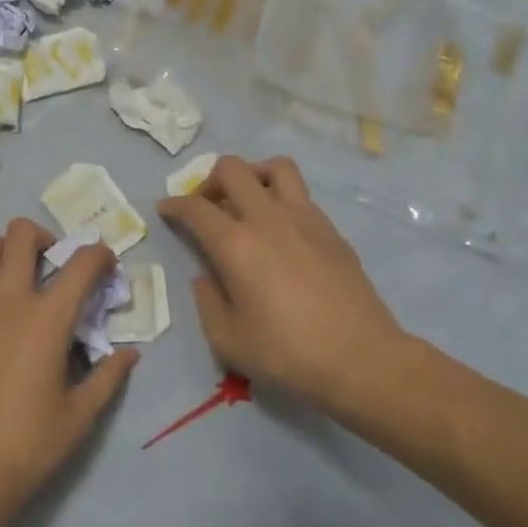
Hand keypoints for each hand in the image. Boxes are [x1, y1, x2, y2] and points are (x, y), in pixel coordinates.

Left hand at [0, 219, 138, 523]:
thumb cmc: (26, 446)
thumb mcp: (79, 417)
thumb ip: (108, 377)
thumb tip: (129, 354)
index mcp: (47, 318)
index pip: (82, 263)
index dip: (100, 255)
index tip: (105, 265)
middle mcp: (7, 299)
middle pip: (21, 233)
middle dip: (43, 238)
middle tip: (51, 265)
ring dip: (4, 254)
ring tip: (14, 282)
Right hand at [159, 156, 430, 409]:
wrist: (362, 359)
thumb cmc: (288, 354)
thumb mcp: (228, 340)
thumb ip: (207, 301)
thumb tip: (205, 276)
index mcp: (236, 244)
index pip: (195, 207)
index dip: (174, 204)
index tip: (165, 209)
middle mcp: (268, 218)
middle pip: (233, 169)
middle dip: (210, 180)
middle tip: (206, 207)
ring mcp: (304, 217)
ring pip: (274, 167)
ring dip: (252, 175)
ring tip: (247, 202)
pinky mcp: (330, 228)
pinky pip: (300, 194)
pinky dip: (281, 198)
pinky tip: (280, 231)